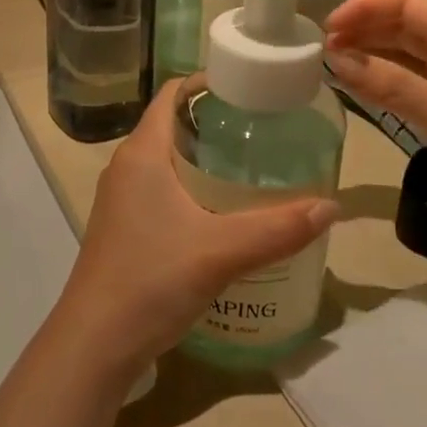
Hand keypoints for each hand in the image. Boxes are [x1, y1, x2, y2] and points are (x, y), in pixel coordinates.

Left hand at [52, 81, 338, 382]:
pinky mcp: (123, 227)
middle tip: (264, 130)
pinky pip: (160, 189)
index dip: (208, 82)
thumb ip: (278, 228)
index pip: (171, 93)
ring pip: (166, 160)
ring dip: (204, 158)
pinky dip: (191, 187)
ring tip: (252, 167)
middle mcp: (126, 167)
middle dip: (216, 123)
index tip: (250, 88)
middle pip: (172, 125)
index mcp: (142, 153)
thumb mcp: (221, 251)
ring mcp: (120, 199)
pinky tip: (223, 212)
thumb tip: (332, 205)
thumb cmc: (152, 280)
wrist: (94, 344)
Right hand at [323, 0, 426, 251]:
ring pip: (401, 59)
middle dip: (362, 30)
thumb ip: (391, 85)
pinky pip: (405, 89)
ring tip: (330, 66)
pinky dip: (379, 86)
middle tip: (322, 48)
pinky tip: (356, 90)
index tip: (330, 27)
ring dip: (368, 57)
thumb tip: (335, 60)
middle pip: (400, 28)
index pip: (406, 4)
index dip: (366, 7)